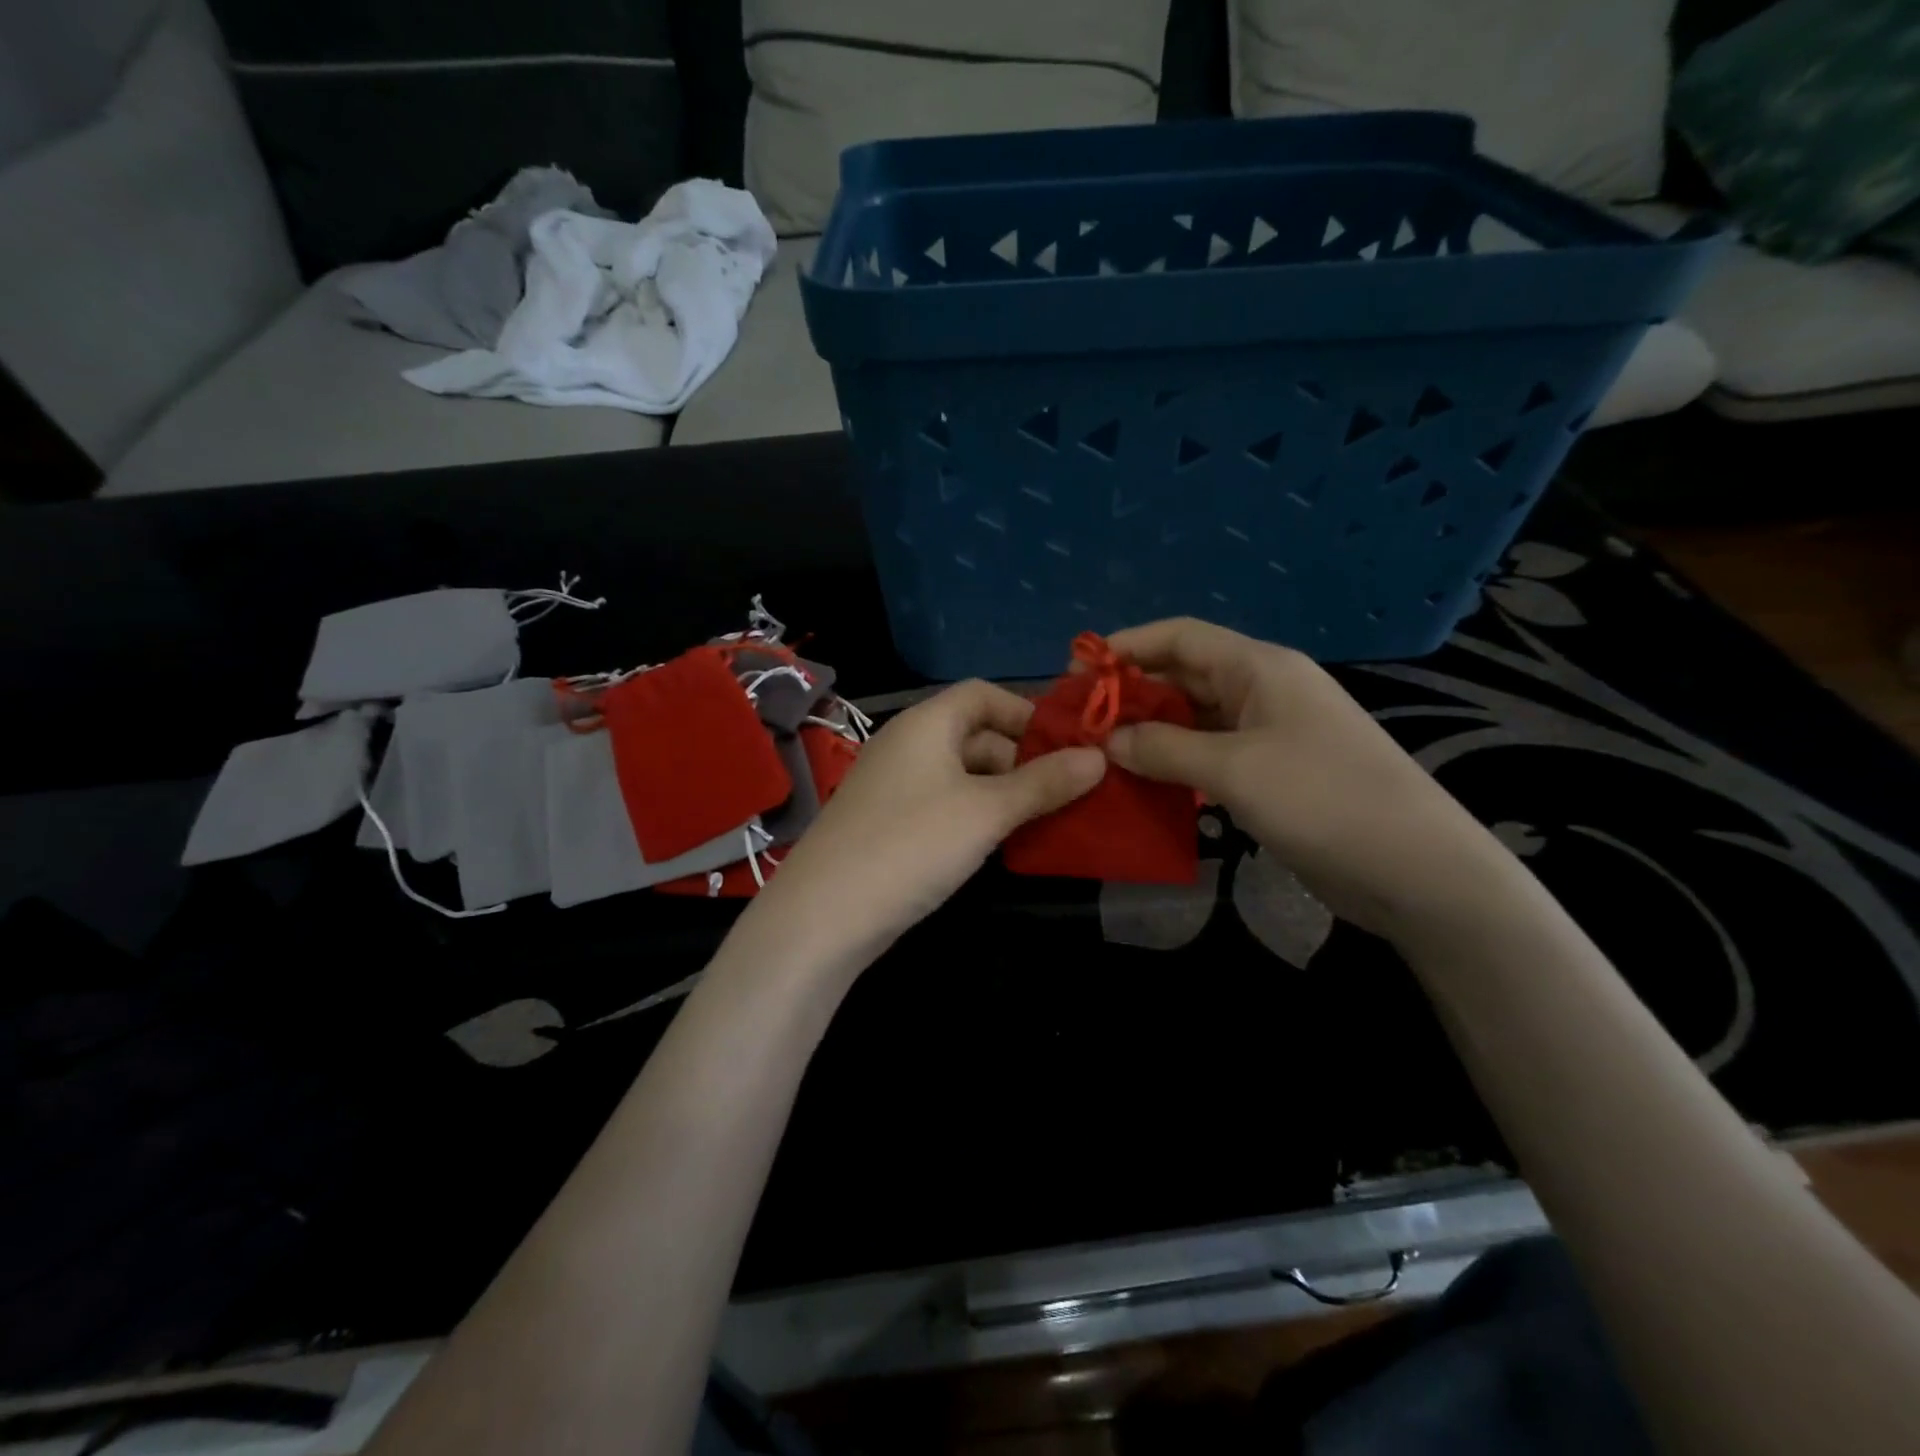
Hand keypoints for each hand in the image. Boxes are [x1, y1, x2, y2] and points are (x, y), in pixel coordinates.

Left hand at [737, 681, 1105, 975]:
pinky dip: (976, 814)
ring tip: (1044, 820)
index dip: (1028, 712)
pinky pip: (944, 803)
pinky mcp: (889, 823)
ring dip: (1003, 791)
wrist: (824, 916)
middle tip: (1066, 792)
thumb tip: (1098, 757)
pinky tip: (1001, 843)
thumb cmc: (911, 844)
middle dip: (1022, 758)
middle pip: (975, 733)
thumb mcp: (986, 811)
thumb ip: (1043, 783)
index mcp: (926, 723)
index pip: (984, 694)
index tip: (1068, 746)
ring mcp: (894, 785)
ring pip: (962, 773)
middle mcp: (907, 744)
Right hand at [1103, 618, 1517, 942]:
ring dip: (1149, 734)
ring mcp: (1269, 734)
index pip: (1180, 636)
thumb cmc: (1323, 799)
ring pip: (1193, 720)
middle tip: (1079, 723)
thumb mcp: (1234, 769)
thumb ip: (1164, 749)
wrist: (1415, 870)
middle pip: (1183, 676)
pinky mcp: (1271, 774)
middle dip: (1131, 694)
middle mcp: (1262, 691)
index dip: (1127, 646)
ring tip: (1099, 756)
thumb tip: (1107, 741)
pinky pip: (1209, 757)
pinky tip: (1143, 785)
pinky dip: (1175, 766)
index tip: (1077, 671)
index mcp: (1259, 667)